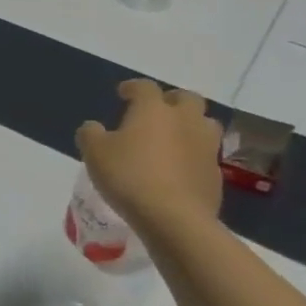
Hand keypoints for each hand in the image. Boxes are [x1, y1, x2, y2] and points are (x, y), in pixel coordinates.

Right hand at [75, 79, 223, 232]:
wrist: (174, 218)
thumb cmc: (129, 176)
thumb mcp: (94, 153)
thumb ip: (90, 134)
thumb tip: (93, 127)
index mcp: (153, 110)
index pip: (145, 87)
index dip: (132, 87)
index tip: (123, 94)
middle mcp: (184, 120)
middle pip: (187, 98)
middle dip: (171, 100)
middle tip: (156, 110)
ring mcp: (205, 147)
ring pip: (204, 124)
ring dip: (190, 124)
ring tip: (173, 137)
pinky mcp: (215, 173)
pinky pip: (205, 154)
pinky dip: (193, 154)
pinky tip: (178, 168)